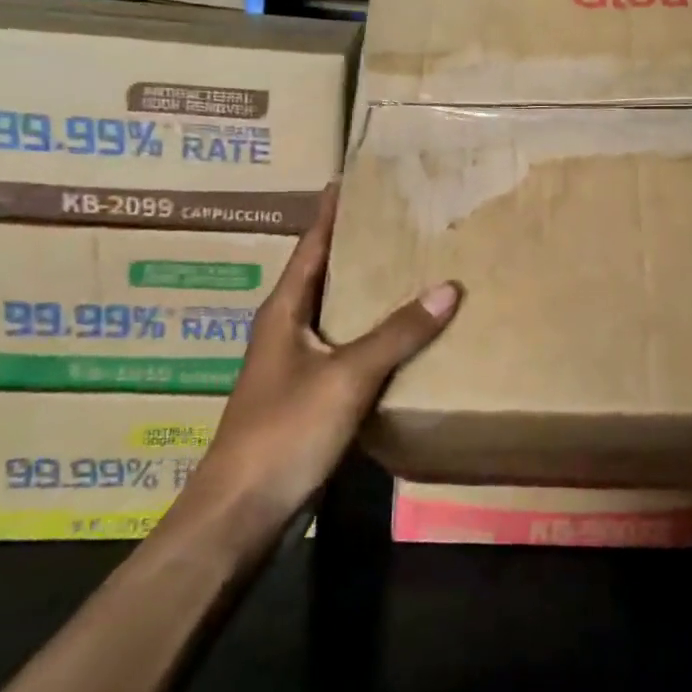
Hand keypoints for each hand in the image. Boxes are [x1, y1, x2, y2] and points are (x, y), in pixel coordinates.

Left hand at [192, 186, 460, 528]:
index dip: (332, 211)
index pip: (312, 244)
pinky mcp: (309, 398)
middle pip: (326, 274)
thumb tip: (449, 287)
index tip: (354, 178)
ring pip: (338, 314)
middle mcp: (287, 329)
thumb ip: (398, 333)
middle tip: (403, 220)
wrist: (242, 513)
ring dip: (369, 293)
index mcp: (284, 310)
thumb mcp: (346, 376)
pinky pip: (347, 351)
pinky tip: (405, 336)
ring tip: (413, 268)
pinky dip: (374, 336)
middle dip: (359, 247)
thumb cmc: (284, 431)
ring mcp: (296, 366)